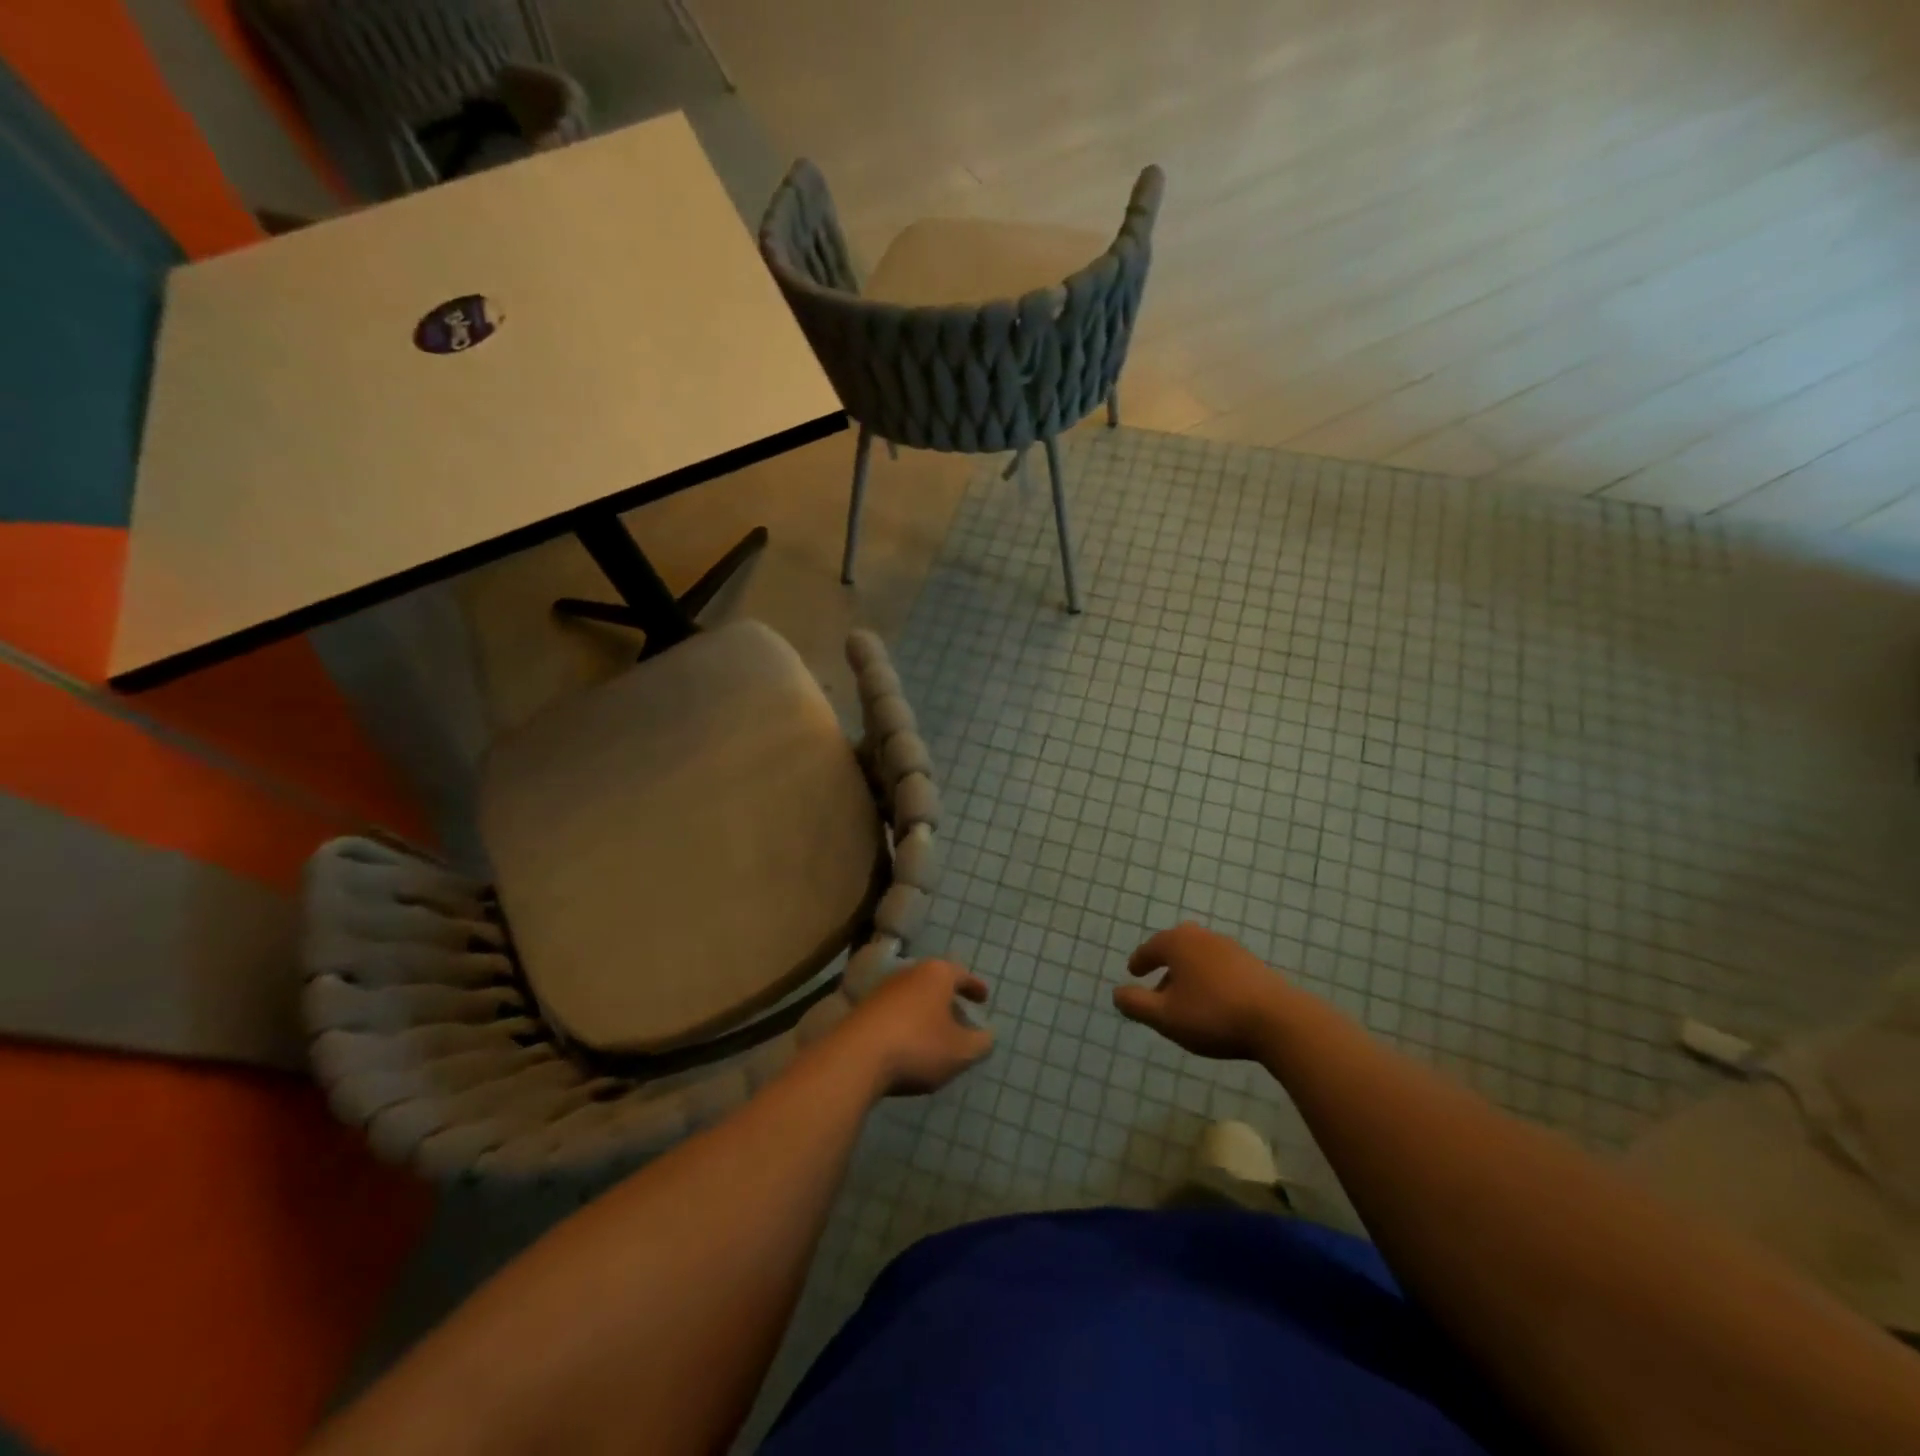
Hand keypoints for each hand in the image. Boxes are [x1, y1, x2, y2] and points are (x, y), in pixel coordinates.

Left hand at [833, 959, 993, 1096]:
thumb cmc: (918, 1046)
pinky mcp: (864, 1010)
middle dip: (949, 999)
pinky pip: (895, 1012)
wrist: (856, 1057)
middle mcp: (909, 973)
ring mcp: (883, 990)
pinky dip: (907, 1023)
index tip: (984, 997)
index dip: (974, 986)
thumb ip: (980, 1043)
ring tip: (936, 1034)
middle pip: (935, 983)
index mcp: (936, 974)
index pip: (961, 974)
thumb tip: (988, 1035)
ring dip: (926, 1012)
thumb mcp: (960, 1051)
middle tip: (961, 1016)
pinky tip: (910, 1044)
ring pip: (914, 997)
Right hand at [1115, 922, 1296, 1060]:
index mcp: (1178, 943)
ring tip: (1187, 997)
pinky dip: (1211, 977)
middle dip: (1166, 960)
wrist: (1278, 1021)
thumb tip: (1116, 993)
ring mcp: (1232, 948)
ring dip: (1190, 971)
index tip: (1133, 972)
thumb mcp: (1165, 1016)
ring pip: (1201, 955)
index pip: (1151, 947)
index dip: (1140, 961)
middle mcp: (1203, 937)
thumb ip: (1136, 1004)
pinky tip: (1215, 1000)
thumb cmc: (1213, 1015)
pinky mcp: (1254, 965)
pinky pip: (1221, 965)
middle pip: (1178, 943)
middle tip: (1159, 980)